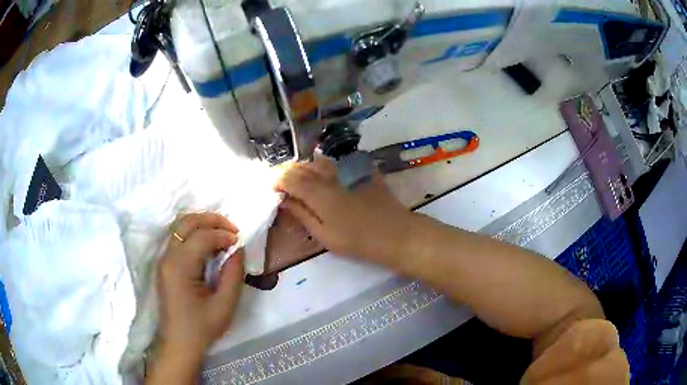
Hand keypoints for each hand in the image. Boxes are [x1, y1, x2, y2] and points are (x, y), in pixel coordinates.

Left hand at [157, 212, 244, 355]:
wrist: (179, 343)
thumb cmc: (202, 328)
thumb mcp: (225, 306)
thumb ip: (233, 275)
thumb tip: (237, 249)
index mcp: (180, 268)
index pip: (201, 237)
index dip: (222, 234)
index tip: (239, 242)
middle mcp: (167, 258)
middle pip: (185, 223)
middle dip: (210, 219)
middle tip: (231, 228)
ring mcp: (163, 260)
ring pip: (179, 227)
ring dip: (201, 223)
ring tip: (221, 233)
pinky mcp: (165, 264)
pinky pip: (178, 238)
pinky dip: (194, 233)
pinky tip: (208, 243)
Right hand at [275, 157, 412, 263]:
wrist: (398, 234)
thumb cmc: (359, 241)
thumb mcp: (325, 235)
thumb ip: (302, 214)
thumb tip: (283, 200)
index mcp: (318, 193)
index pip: (290, 178)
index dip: (277, 180)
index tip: (272, 188)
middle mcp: (330, 175)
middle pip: (303, 165)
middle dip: (288, 171)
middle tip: (282, 183)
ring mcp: (348, 170)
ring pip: (319, 160)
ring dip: (305, 166)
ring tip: (300, 179)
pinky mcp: (362, 170)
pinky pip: (337, 162)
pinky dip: (324, 165)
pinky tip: (324, 175)